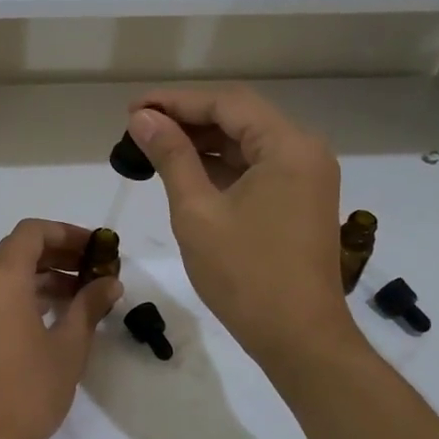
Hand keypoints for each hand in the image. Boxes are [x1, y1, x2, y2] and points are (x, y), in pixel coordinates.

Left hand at [0, 219, 122, 438]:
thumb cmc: (27, 391)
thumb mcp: (68, 347)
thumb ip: (89, 306)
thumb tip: (109, 283)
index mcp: (0, 276)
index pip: (33, 232)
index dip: (67, 234)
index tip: (95, 250)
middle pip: (15, 250)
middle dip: (55, 255)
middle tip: (91, 272)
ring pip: (0, 275)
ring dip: (37, 278)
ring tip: (75, 298)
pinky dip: (16, 296)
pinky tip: (44, 319)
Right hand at [127, 86, 359, 365]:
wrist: (299, 338)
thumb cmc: (245, 275)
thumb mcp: (197, 211)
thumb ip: (171, 156)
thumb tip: (142, 118)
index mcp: (288, 146)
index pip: (226, 103)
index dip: (176, 101)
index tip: (132, 109)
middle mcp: (304, 151)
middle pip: (240, 117)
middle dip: (187, 118)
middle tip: (137, 127)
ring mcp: (306, 177)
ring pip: (246, 142)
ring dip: (202, 142)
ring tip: (152, 147)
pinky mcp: (299, 200)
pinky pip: (256, 168)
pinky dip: (220, 166)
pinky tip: (184, 171)